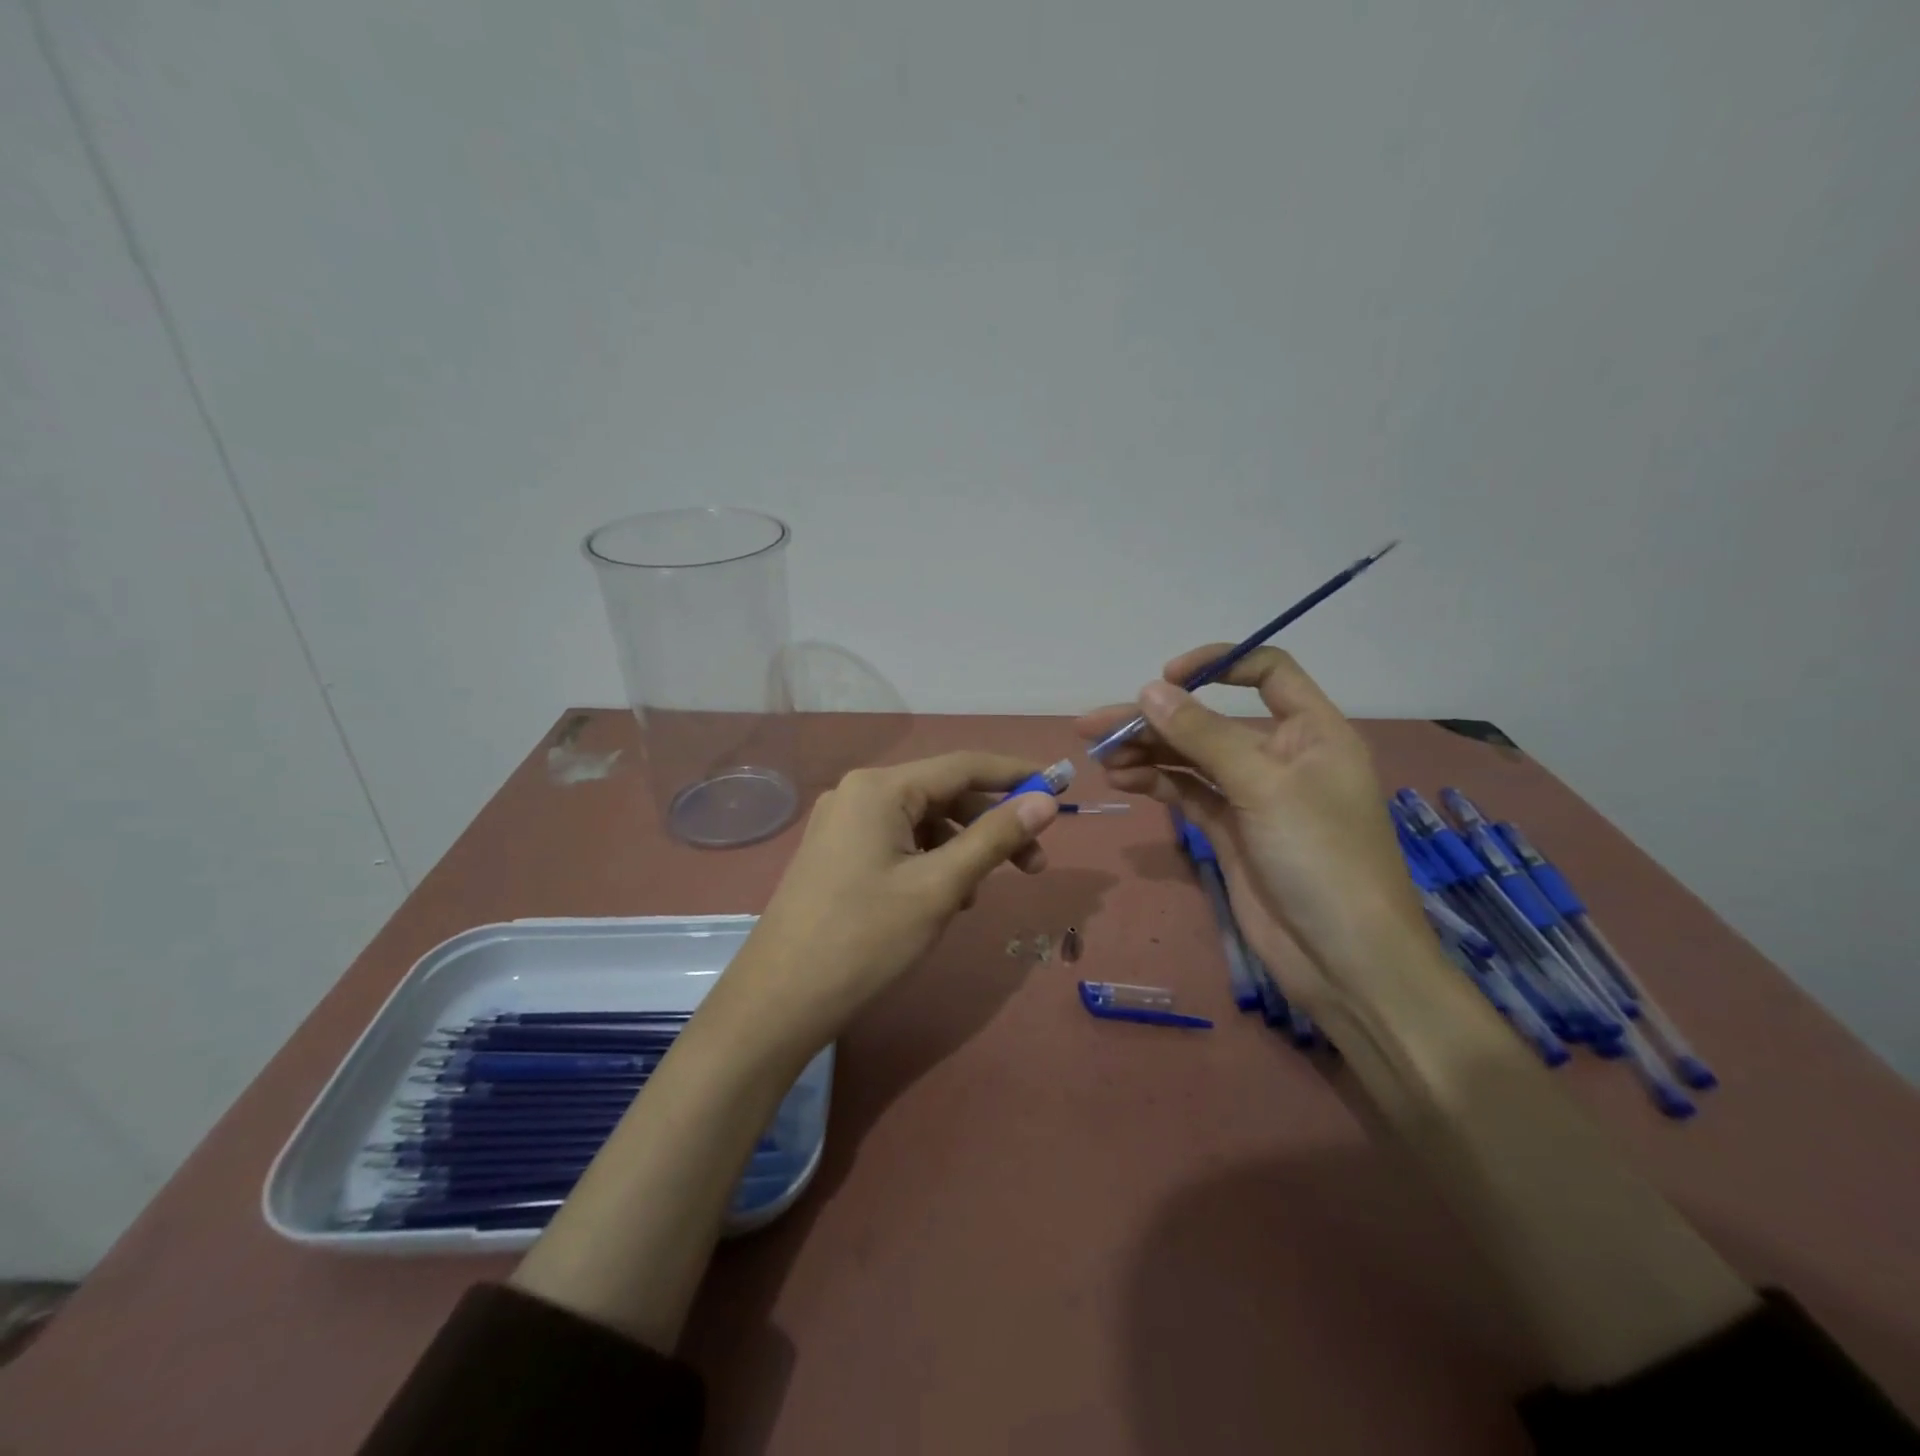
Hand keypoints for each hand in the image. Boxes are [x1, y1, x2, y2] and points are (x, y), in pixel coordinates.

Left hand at [706, 753, 1059, 1062]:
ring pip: (922, 822)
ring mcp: (842, 824)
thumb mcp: (940, 887)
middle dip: (991, 825)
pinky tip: (944, 899)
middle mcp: (858, 793)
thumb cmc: (865, 940)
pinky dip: (930, 862)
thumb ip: (995, 838)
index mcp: (879, 787)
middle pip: (943, 794)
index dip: (1016, 775)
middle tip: (1034, 867)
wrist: (779, 1002)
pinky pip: (897, 843)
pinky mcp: (836, 853)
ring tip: (977, 895)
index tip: (1060, 789)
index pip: (963, 766)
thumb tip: (1045, 801)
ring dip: (961, 849)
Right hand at [1074, 646, 1429, 1005]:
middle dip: (1154, 719)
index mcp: (1312, 731)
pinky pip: (1188, 794)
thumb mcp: (1263, 787)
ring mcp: (1253, 797)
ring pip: (1191, 758)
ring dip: (1147, 752)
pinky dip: (1156, 784)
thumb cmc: (1321, 858)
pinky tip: (1122, 780)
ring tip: (1100, 756)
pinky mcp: (1231, 831)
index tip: (1165, 678)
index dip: (1217, 664)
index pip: (1267, 673)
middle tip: (1094, 725)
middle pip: (1210, 720)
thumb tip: (1149, 689)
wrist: (1345, 961)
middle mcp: (1281, 756)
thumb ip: (1203, 735)